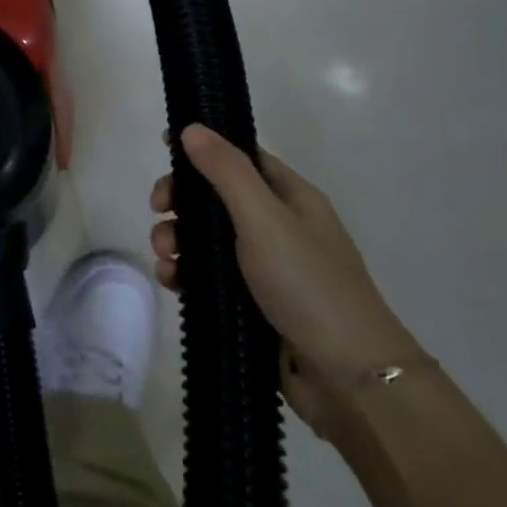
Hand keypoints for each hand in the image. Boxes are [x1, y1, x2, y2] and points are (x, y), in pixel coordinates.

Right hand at [150, 125, 416, 431]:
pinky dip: (186, 274)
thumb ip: (226, 171)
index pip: (241, 157)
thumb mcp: (264, 218)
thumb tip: (193, 127)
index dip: (203, 149)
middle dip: (181, 200)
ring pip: (206, 239)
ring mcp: (265, 268)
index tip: (164, 149)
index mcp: (291, 198)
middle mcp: (278, 227)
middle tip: (158, 209)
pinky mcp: (251, 304)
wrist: (348, 378)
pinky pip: (208, 277)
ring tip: (165, 257)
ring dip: (177, 239)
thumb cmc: (308, 284)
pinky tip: (172, 282)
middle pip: (216, 197)